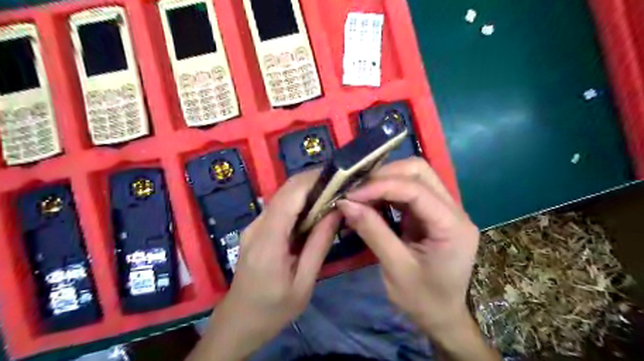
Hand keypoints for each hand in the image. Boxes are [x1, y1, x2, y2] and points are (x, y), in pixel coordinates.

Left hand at [189, 170, 341, 359]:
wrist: (238, 322)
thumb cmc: (273, 310)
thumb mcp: (303, 283)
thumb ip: (319, 245)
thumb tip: (336, 211)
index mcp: (268, 241)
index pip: (290, 196)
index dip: (314, 179)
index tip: (339, 175)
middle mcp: (257, 226)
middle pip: (285, 190)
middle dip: (313, 180)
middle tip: (341, 183)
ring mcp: (254, 226)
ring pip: (283, 196)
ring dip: (308, 190)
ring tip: (333, 193)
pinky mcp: (256, 229)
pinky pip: (280, 208)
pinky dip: (300, 202)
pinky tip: (315, 210)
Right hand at [337, 158, 476, 337]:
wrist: (442, 317)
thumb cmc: (423, 300)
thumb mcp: (395, 268)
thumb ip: (372, 231)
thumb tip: (345, 203)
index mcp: (452, 226)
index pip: (416, 190)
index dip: (381, 186)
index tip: (352, 194)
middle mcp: (454, 210)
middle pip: (420, 171)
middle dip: (384, 175)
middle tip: (356, 190)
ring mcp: (444, 209)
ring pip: (415, 176)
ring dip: (385, 180)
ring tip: (360, 194)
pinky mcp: (432, 213)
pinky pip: (409, 190)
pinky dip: (387, 191)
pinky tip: (372, 200)